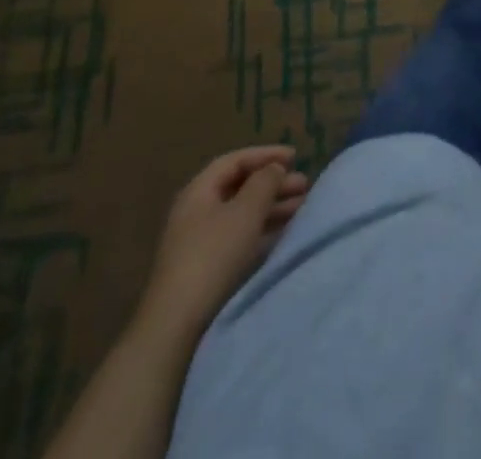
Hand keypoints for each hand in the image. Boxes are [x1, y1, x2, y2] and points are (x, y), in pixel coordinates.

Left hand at [135, 146, 310, 343]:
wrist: (177, 326)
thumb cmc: (213, 256)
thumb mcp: (245, 211)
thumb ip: (264, 182)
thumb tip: (274, 169)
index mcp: (199, 191)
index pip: (235, 161)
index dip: (266, 154)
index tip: (295, 157)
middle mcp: (197, 212)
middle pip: (240, 187)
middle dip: (273, 183)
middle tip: (304, 185)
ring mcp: (199, 242)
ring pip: (242, 213)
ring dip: (272, 206)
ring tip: (302, 207)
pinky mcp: (206, 268)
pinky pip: (240, 236)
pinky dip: (263, 229)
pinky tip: (283, 233)